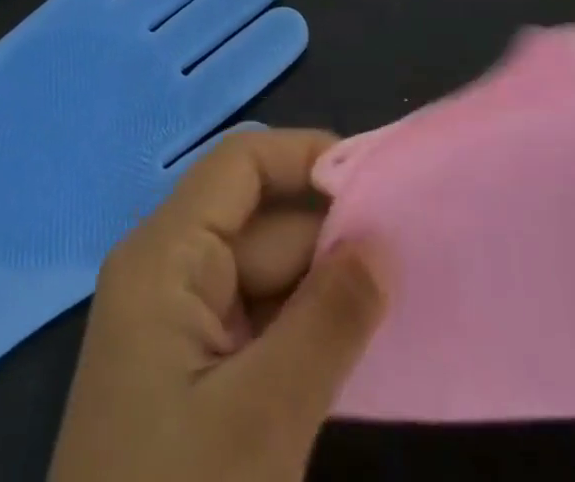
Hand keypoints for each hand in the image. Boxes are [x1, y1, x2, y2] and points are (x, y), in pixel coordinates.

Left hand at [48, 129, 387, 481]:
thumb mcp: (263, 417)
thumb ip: (329, 318)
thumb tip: (382, 239)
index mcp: (164, 256)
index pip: (241, 165)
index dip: (306, 157)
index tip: (380, 178)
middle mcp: (167, 272)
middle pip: (259, 221)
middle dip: (329, 232)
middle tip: (410, 254)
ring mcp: (178, 325)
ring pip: (264, 273)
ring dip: (324, 285)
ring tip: (398, 293)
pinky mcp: (192, 373)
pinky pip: (257, 322)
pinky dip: (304, 328)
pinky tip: (355, 342)